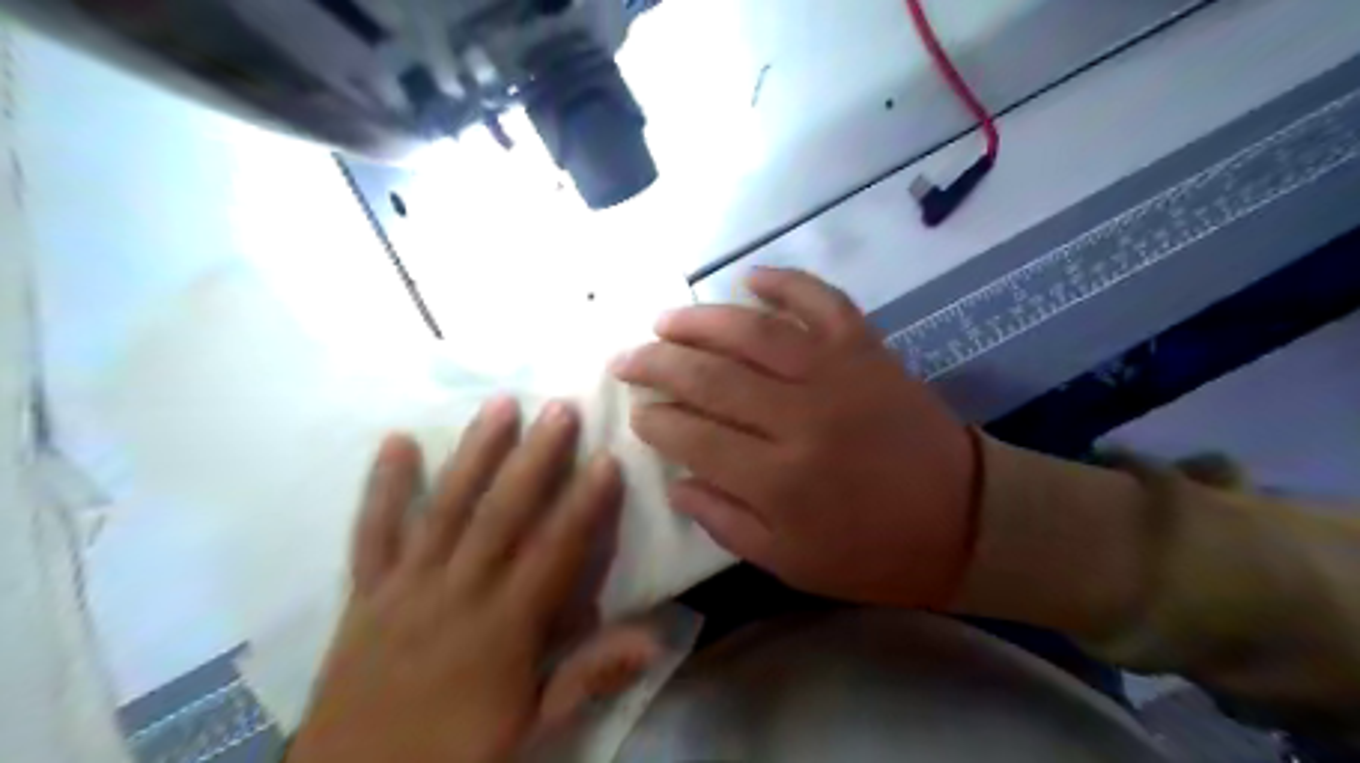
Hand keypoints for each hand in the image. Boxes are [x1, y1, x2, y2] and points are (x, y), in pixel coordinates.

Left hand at [291, 400, 663, 762]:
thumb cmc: (457, 755)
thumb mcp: (534, 727)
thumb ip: (590, 675)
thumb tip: (656, 637)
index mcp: (504, 628)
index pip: (555, 551)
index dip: (585, 504)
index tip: (607, 458)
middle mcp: (457, 593)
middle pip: (502, 514)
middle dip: (535, 458)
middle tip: (560, 408)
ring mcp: (406, 587)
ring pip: (445, 508)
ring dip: (474, 453)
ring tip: (499, 404)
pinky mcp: (366, 592)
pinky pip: (373, 532)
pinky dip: (383, 485)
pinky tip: (395, 441)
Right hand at [615, 266, 978, 608]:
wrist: (963, 518)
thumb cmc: (871, 550)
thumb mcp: (790, 562)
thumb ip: (724, 520)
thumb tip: (674, 479)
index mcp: (779, 480)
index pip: (694, 436)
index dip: (656, 420)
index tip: (636, 412)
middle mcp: (801, 417)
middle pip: (711, 377)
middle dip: (657, 364)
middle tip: (626, 358)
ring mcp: (837, 373)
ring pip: (754, 332)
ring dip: (700, 320)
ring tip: (664, 319)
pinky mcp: (867, 349)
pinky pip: (822, 301)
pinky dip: (786, 282)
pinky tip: (750, 276)